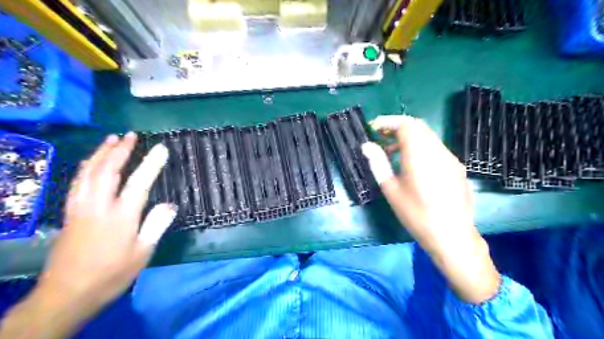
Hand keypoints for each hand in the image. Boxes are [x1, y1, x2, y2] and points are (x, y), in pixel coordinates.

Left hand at [0, 132, 177, 337]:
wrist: (67, 294)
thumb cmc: (112, 275)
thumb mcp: (142, 253)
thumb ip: (156, 226)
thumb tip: (171, 204)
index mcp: (120, 217)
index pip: (138, 183)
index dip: (151, 164)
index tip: (161, 148)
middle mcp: (98, 207)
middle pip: (107, 171)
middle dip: (119, 151)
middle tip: (131, 135)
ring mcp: (80, 208)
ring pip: (88, 173)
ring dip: (100, 154)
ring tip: (111, 139)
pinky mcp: (70, 213)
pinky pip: (77, 183)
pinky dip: (85, 167)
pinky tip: (90, 162)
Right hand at [363, 115, 500, 303]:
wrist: (452, 236)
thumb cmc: (416, 214)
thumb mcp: (391, 190)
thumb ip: (378, 164)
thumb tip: (366, 146)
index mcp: (420, 155)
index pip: (405, 125)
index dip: (388, 122)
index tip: (374, 128)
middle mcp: (438, 151)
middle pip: (418, 126)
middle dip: (398, 127)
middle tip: (381, 138)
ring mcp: (450, 158)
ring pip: (428, 136)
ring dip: (409, 137)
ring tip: (393, 152)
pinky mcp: (456, 167)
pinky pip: (436, 147)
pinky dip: (420, 146)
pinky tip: (412, 164)